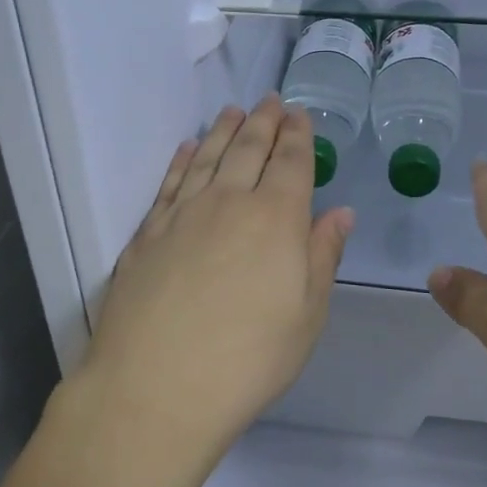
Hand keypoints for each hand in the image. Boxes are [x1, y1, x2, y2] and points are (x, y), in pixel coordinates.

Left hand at [77, 97, 353, 465]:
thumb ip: (322, 256)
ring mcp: (182, 214)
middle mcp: (228, 202)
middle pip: (248, 149)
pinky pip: (169, 183)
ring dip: (222, 131)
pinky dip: (180, 160)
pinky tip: (185, 148)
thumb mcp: (306, 315)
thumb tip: (340, 213)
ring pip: (206, 157)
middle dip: (263, 122)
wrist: (157, 386)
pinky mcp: (147, 233)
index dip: (297, 136)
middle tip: (270, 100)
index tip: (299, 115)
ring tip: (232, 111)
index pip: (290, 162)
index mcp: (275, 218)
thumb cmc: (249, 358)